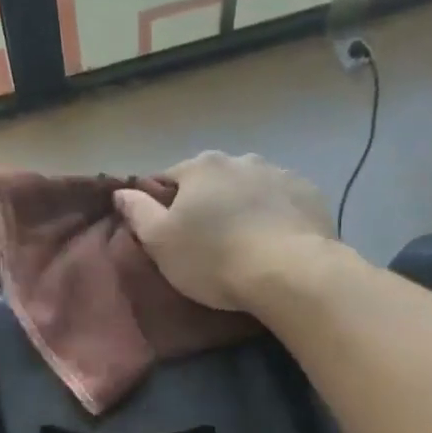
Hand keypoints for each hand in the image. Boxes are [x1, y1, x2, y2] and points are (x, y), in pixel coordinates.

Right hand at [113, 152, 335, 311]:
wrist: (290, 272)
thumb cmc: (214, 258)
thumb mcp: (161, 243)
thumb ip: (138, 213)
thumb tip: (121, 192)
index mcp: (201, 167)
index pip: (168, 179)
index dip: (163, 206)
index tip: (167, 234)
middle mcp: (240, 159)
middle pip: (212, 181)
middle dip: (207, 204)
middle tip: (207, 243)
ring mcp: (280, 173)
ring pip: (249, 189)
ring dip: (243, 207)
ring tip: (245, 244)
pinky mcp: (310, 194)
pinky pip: (282, 202)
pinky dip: (275, 216)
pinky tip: (275, 243)